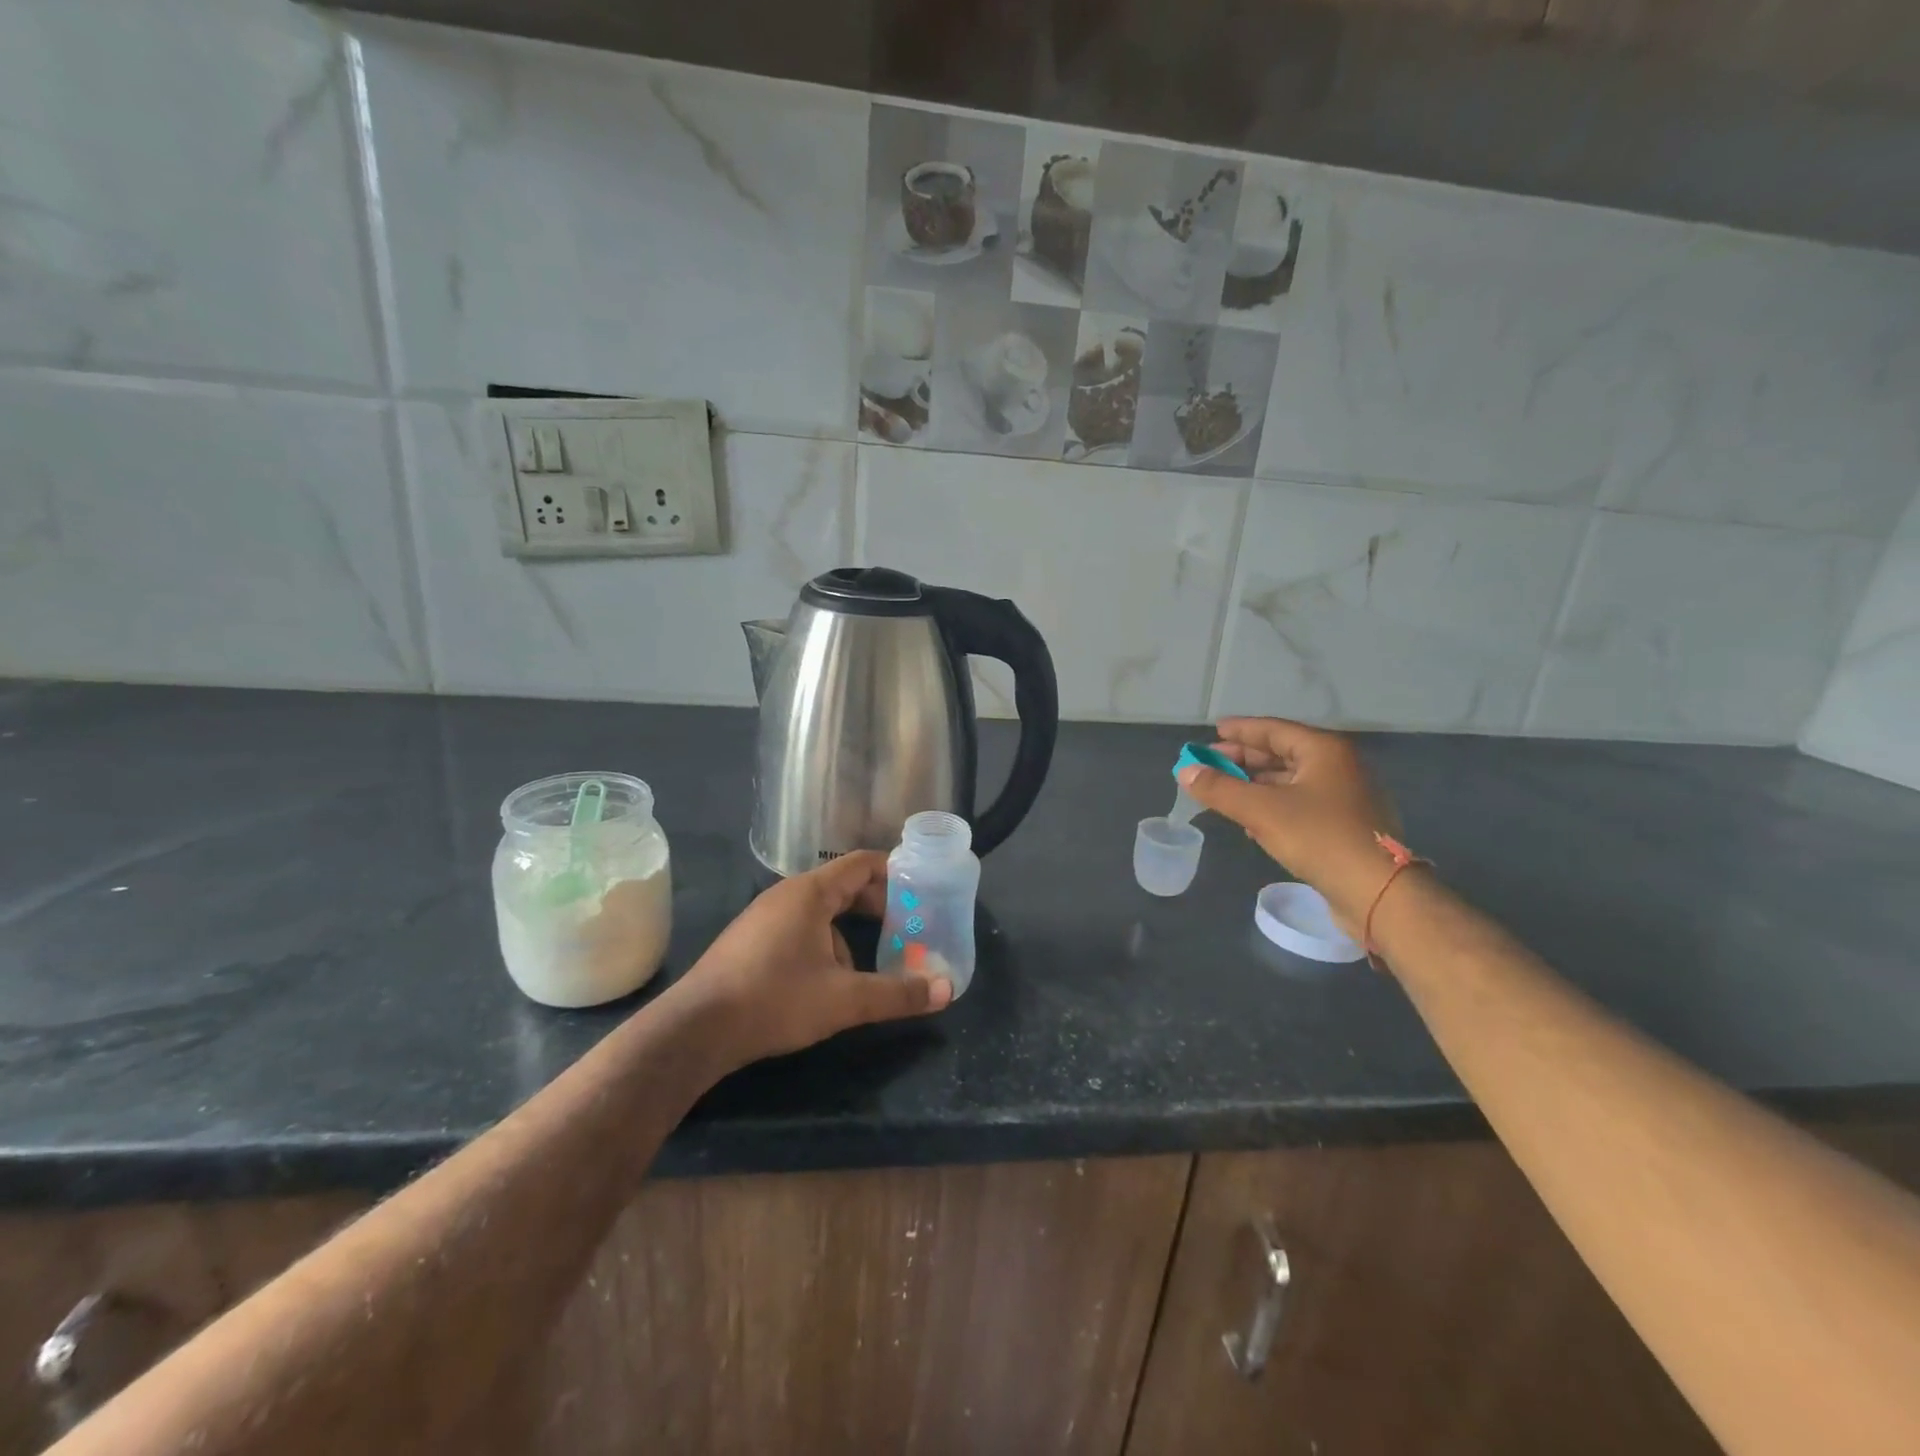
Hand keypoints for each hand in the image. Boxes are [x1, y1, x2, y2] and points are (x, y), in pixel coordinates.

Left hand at [673, 851, 951, 1070]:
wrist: (696, 1029)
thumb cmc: (775, 999)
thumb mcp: (844, 999)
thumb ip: (897, 993)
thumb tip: (946, 991)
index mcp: (810, 893)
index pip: (861, 864)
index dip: (894, 873)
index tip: (921, 891)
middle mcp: (786, 895)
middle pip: (843, 886)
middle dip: (877, 906)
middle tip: (908, 928)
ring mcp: (763, 916)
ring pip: (820, 911)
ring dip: (849, 931)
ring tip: (870, 964)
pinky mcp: (750, 940)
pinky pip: (799, 927)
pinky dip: (823, 942)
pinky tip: (826, 980)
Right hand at [1177, 717, 1403, 935]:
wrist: (1378, 893)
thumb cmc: (1319, 838)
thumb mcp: (1261, 811)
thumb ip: (1219, 789)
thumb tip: (1185, 772)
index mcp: (1324, 751)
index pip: (1274, 730)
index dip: (1240, 730)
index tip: (1213, 731)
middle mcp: (1339, 766)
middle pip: (1283, 754)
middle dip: (1244, 759)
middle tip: (1211, 764)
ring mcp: (1347, 797)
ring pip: (1291, 781)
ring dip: (1256, 785)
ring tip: (1224, 791)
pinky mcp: (1347, 826)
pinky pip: (1301, 804)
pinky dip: (1273, 805)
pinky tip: (1251, 821)